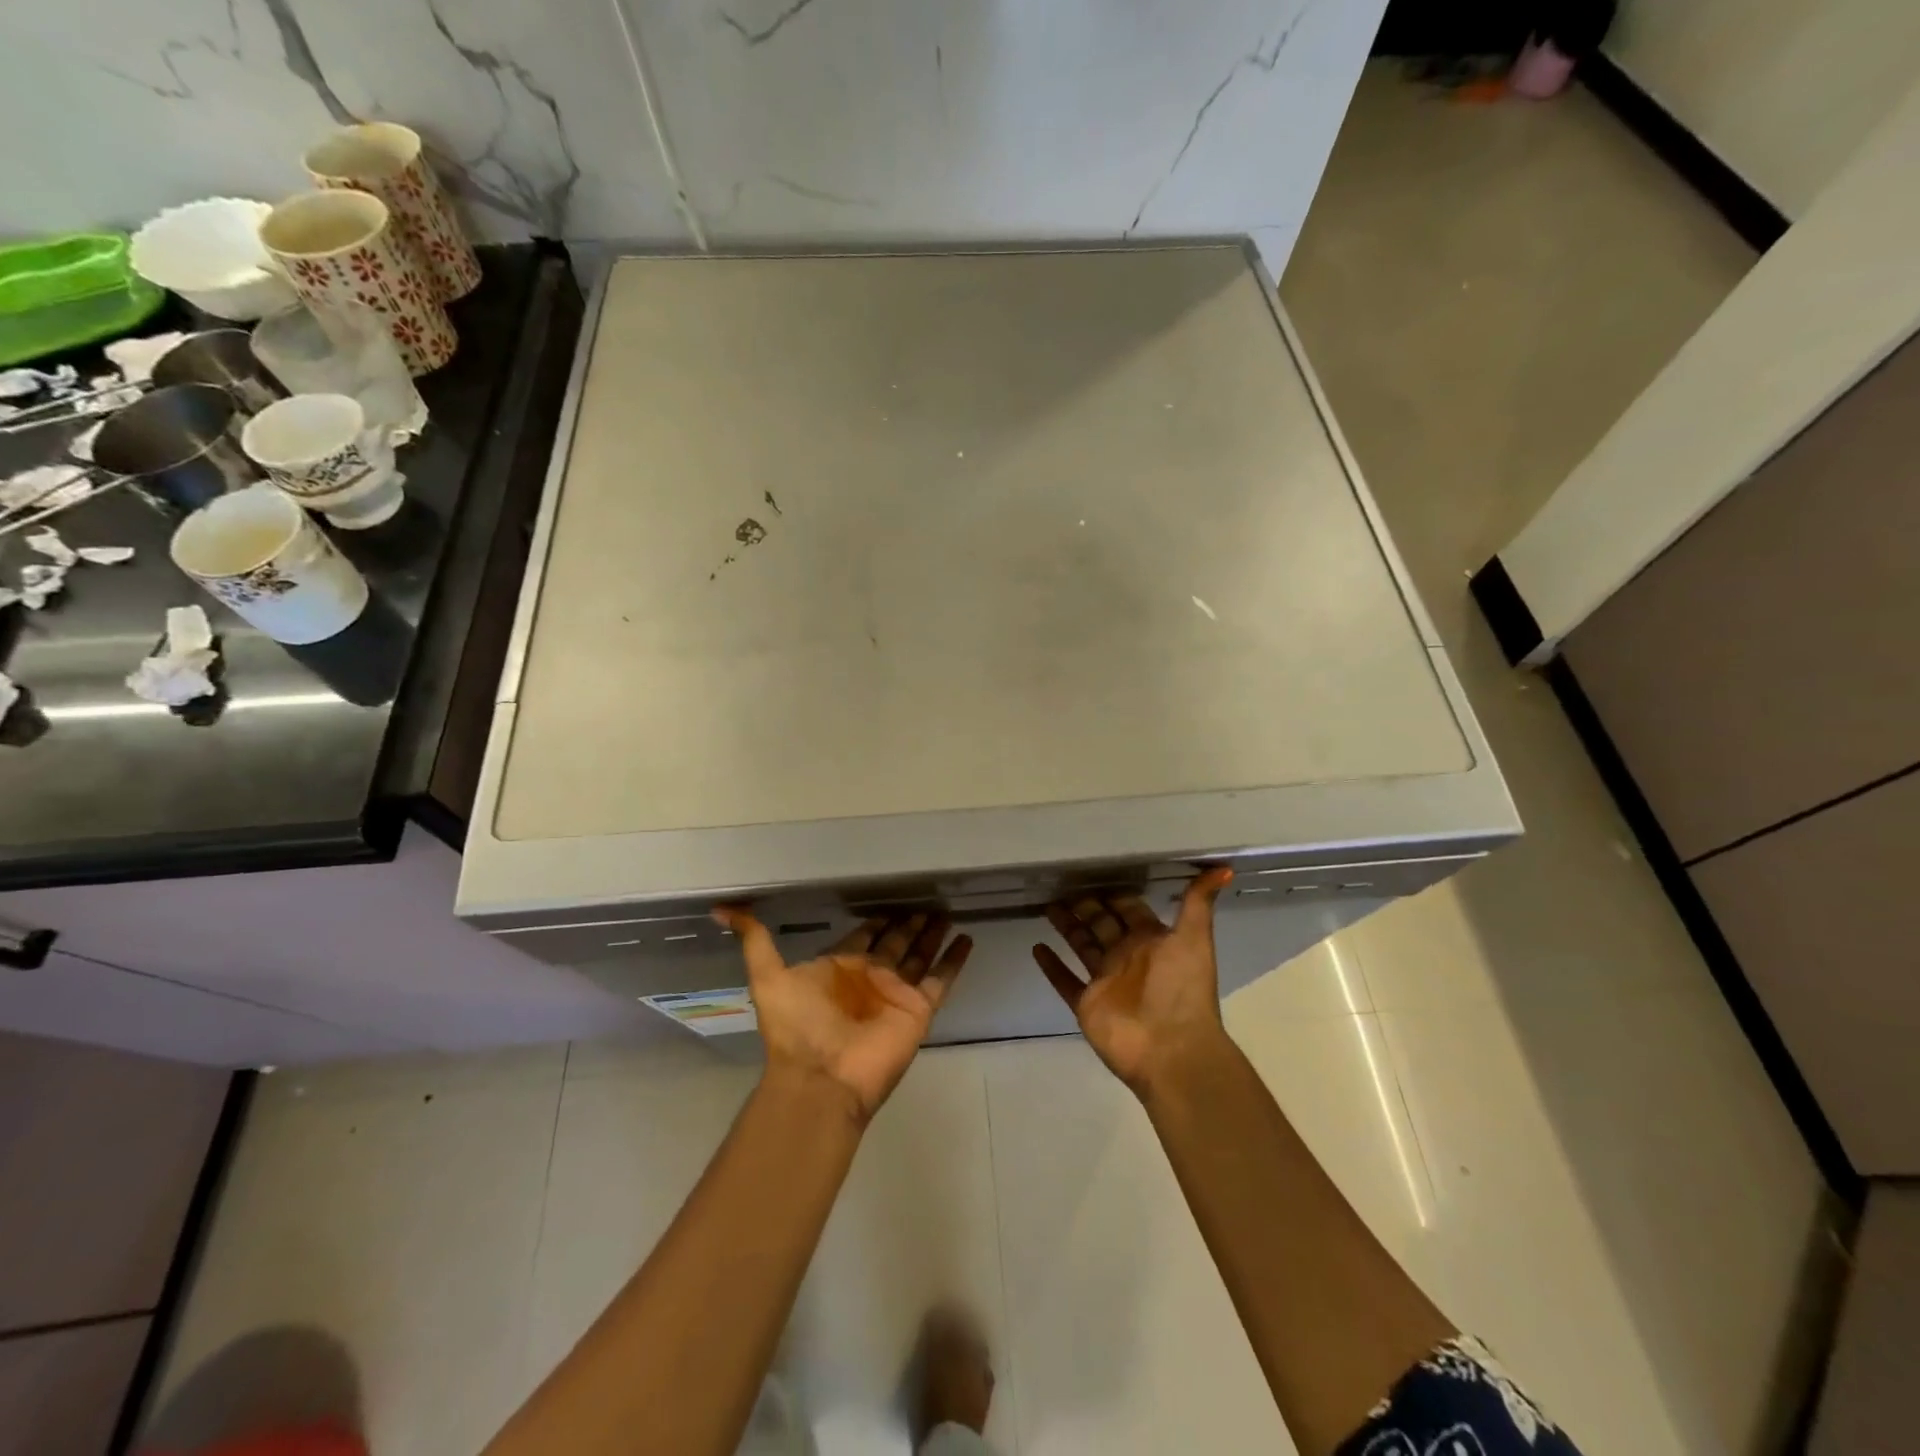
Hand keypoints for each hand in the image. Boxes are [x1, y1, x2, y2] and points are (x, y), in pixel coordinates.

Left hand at [714, 907, 972, 1122]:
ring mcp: (896, 992)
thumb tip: (720, 910)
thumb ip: (753, 940)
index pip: (863, 935)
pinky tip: (966, 939)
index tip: (889, 898)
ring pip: (920, 954)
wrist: (821, 1079)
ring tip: (946, 911)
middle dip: (908, 922)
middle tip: (925, 898)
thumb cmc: (796, 1027)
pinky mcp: (919, 1008)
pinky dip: (955, 960)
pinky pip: (941, 978)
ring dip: (932, 934)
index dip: (875, 919)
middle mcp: (871, 976)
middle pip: (895, 941)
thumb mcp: (768, 976)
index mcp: (840, 966)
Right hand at [1031, 868, 1234, 1094]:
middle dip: (1085, 905)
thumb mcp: (1194, 938)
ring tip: (1047, 906)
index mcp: (1151, 940)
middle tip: (1062, 883)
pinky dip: (1051, 966)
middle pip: (1101, 924)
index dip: (1115, 893)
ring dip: (1066, 927)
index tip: (1094, 871)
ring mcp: (1105, 981)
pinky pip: (1064, 981)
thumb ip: (1198, 902)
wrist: (1171, 1049)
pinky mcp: (1086, 1003)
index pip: (1129, 909)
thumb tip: (1224, 868)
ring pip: (1081, 946)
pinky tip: (1036, 948)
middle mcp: (1127, 956)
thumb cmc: (1181, 988)